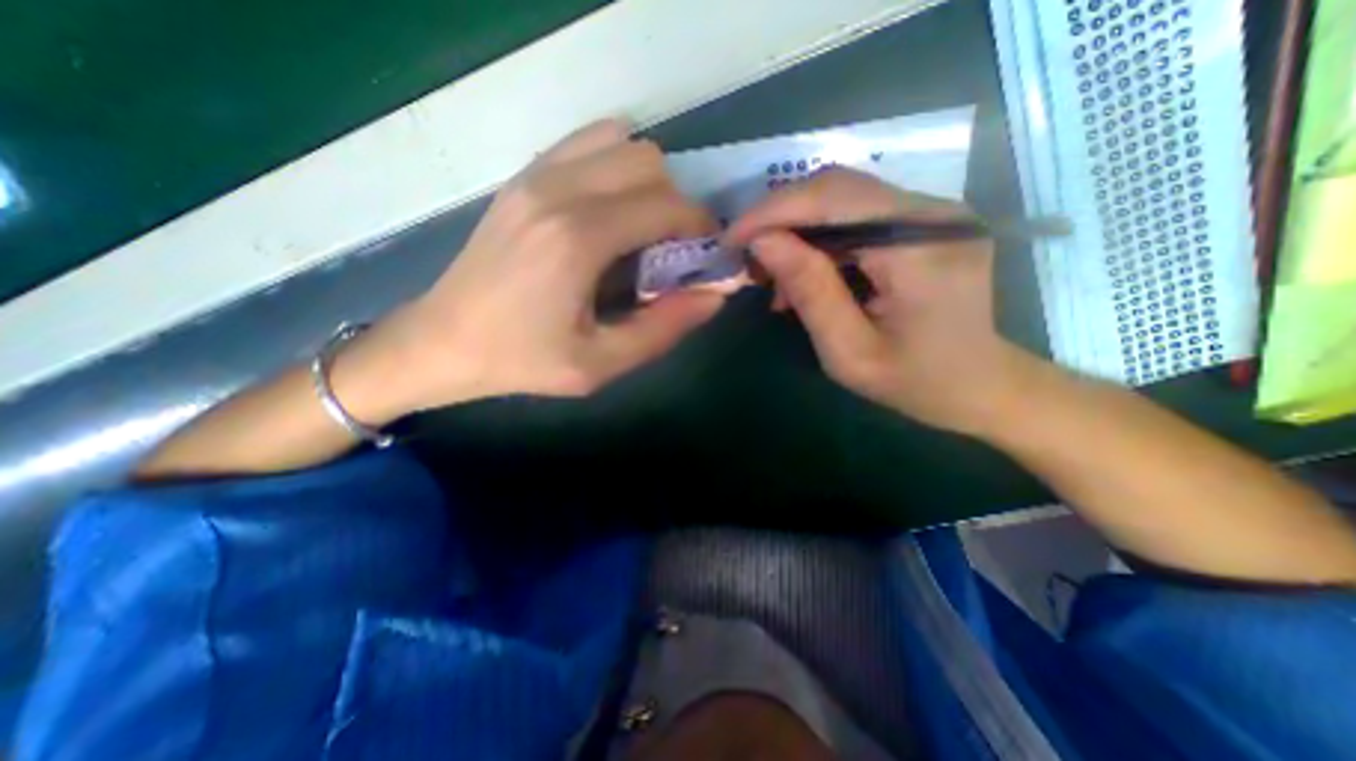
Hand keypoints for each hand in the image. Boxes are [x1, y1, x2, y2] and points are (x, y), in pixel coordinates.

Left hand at [355, 116, 724, 421]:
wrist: (442, 341)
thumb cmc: (522, 359)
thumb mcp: (600, 363)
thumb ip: (663, 329)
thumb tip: (714, 295)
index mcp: (578, 239)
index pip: (666, 206)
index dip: (700, 227)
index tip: (706, 254)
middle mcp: (558, 190)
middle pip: (649, 163)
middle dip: (676, 203)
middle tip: (672, 248)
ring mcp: (535, 176)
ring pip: (620, 143)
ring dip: (646, 182)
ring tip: (640, 229)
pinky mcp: (523, 178)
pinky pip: (586, 145)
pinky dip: (614, 167)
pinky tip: (609, 212)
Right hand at [731, 167, 1039, 436]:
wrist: (981, 386)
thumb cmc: (915, 382)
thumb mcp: (849, 352)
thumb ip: (809, 292)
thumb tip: (763, 242)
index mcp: (921, 250)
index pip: (835, 200)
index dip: (774, 212)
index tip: (731, 239)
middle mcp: (935, 214)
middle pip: (838, 187)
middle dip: (780, 216)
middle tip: (746, 254)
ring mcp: (935, 213)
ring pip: (844, 196)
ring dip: (797, 226)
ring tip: (771, 270)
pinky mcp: (926, 222)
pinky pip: (859, 213)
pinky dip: (820, 236)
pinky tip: (804, 269)